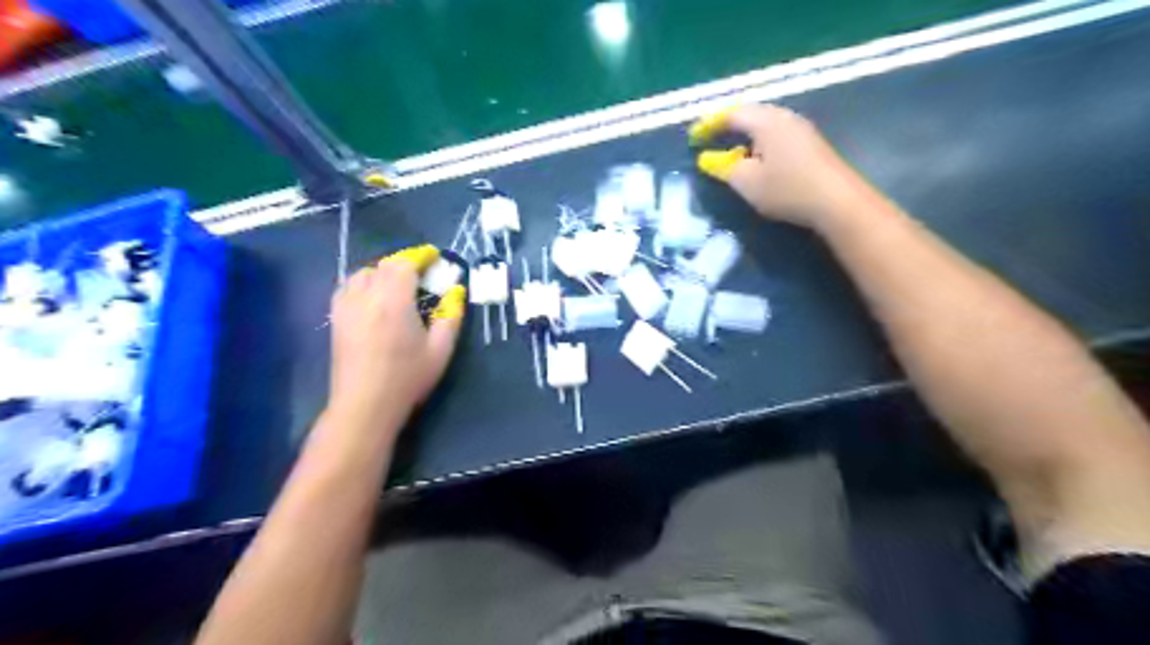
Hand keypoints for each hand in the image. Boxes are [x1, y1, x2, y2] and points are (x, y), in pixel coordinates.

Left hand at [325, 246, 464, 428]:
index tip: (434, 257)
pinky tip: (372, 297)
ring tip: (397, 284)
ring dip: (382, 272)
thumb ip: (451, 316)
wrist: (365, 404)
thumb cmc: (407, 378)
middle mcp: (367, 296)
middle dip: (404, 263)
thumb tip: (456, 292)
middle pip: (383, 266)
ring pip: (362, 274)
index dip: (420, 256)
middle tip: (422, 273)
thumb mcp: (440, 350)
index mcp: (394, 301)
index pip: (405, 264)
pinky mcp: (336, 319)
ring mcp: (347, 307)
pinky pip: (346, 287)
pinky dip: (362, 283)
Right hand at [691, 104, 863, 226]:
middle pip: (750, 113)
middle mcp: (784, 117)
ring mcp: (801, 129)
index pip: (731, 114)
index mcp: (766, 121)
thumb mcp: (747, 182)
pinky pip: (776, 134)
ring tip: (730, 149)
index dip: (710, 124)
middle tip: (710, 138)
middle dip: (727, 125)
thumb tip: (707, 158)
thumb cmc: (787, 189)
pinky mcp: (811, 144)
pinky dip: (759, 142)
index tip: (694, 138)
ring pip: (765, 123)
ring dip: (745, 134)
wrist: (837, 201)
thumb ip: (723, 168)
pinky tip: (758, 158)